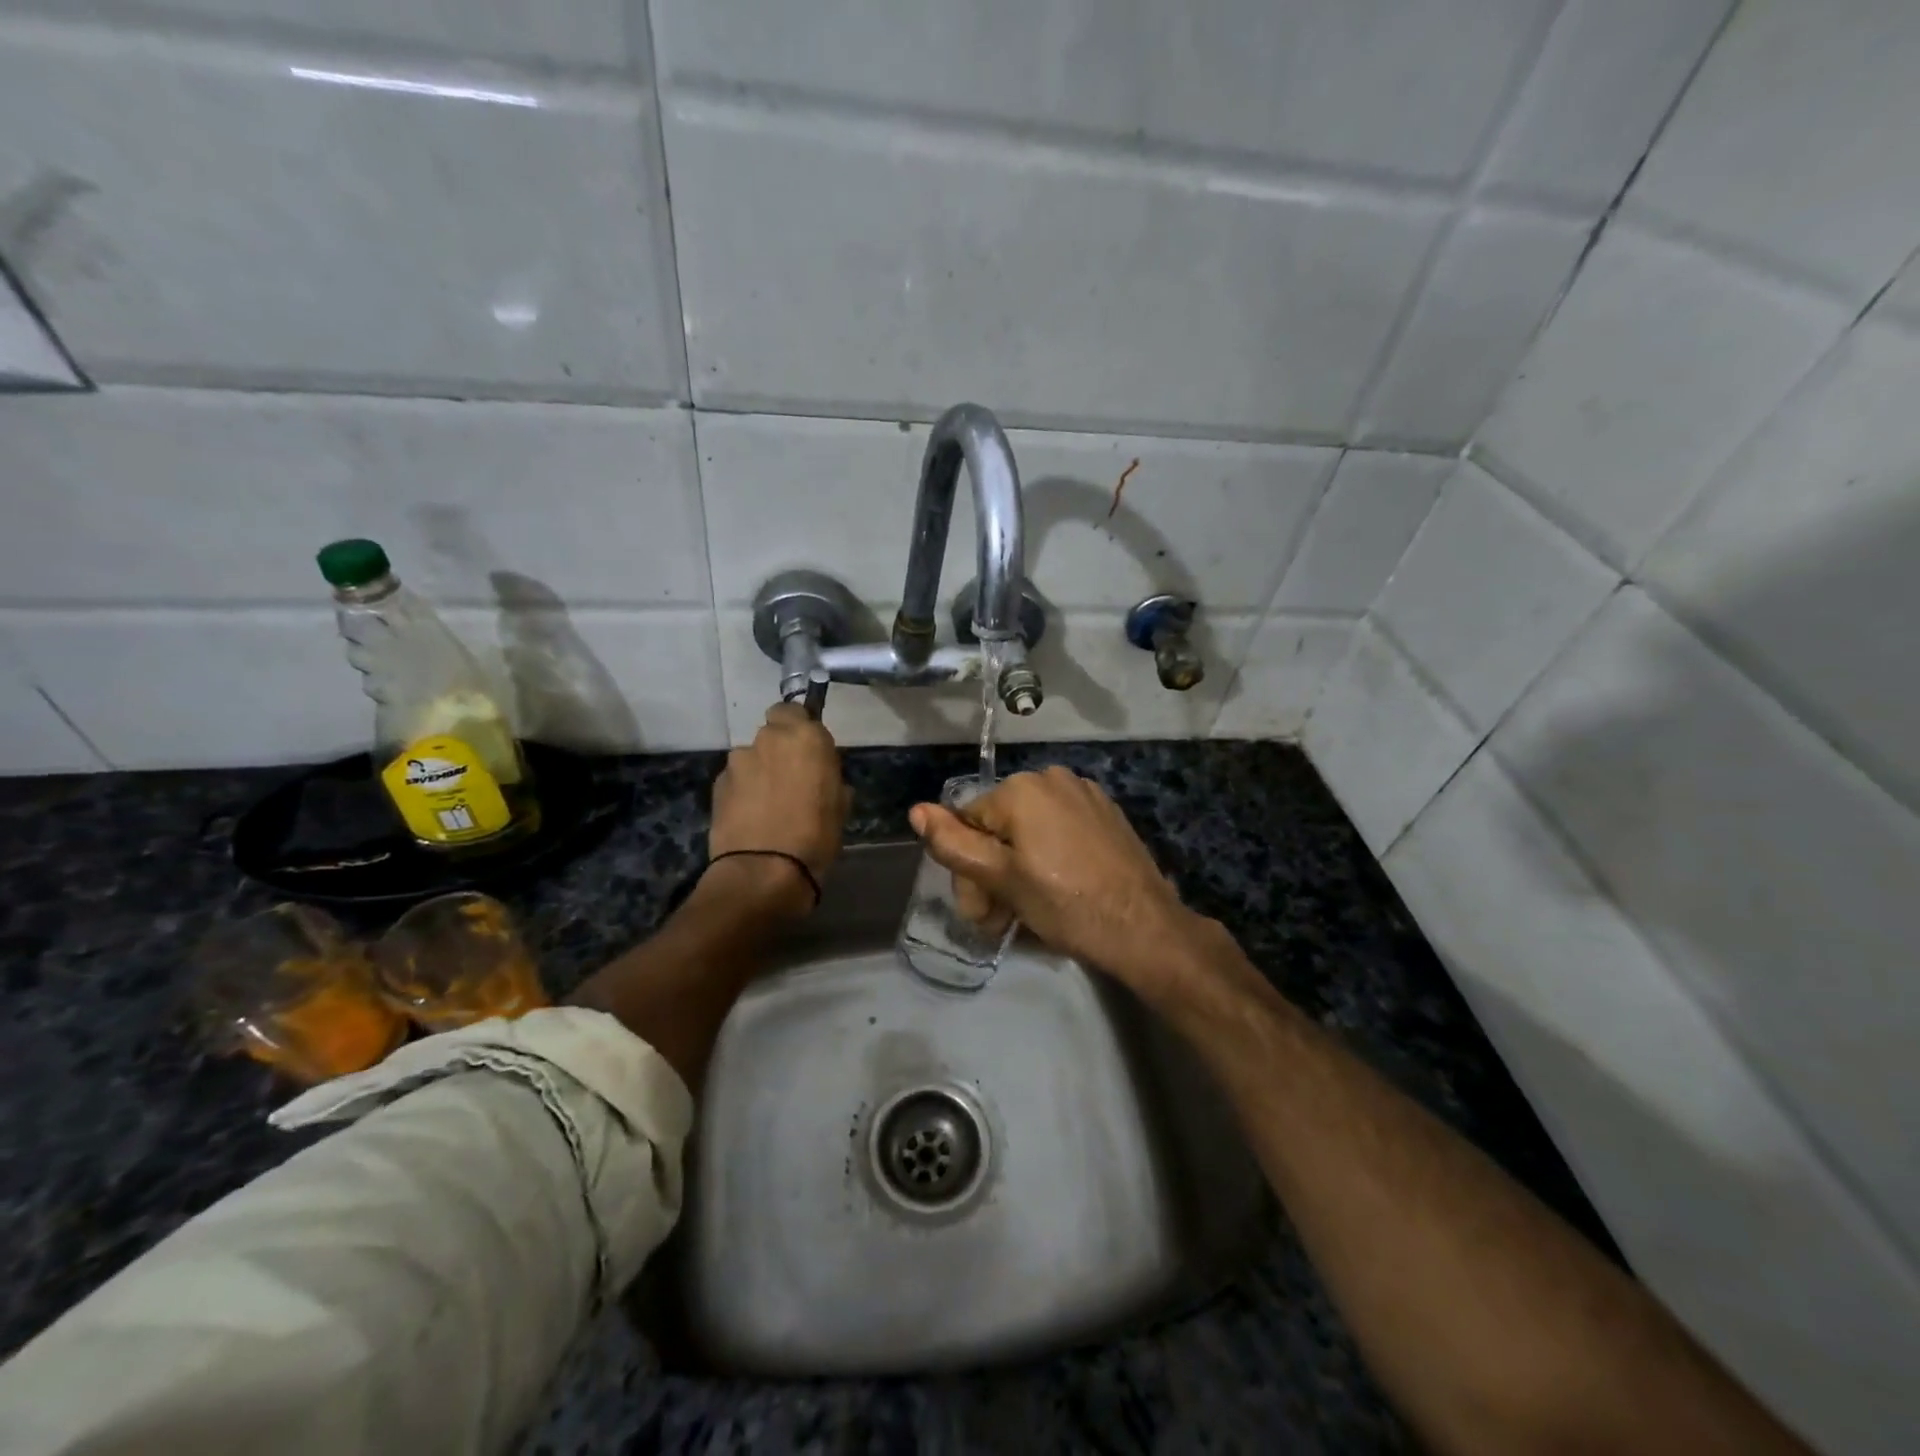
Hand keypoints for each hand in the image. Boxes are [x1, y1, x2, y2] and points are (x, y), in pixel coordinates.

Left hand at [709, 703, 850, 915]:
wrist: (764, 871)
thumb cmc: (816, 836)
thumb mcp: (840, 804)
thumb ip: (828, 776)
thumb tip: (819, 775)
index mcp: (805, 737)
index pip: (795, 710)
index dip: (799, 728)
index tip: (808, 750)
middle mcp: (768, 739)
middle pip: (771, 732)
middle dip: (779, 749)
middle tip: (791, 778)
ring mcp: (738, 761)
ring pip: (751, 757)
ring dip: (759, 771)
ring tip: (768, 803)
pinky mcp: (717, 785)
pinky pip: (736, 780)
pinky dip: (743, 791)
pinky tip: (751, 816)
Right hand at [908, 766, 1204, 995]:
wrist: (1144, 928)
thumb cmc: (1067, 904)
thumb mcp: (1002, 879)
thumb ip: (954, 845)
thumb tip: (916, 811)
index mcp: (1021, 789)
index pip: (968, 824)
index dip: (968, 872)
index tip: (983, 912)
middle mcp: (1051, 777)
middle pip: (999, 826)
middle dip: (992, 872)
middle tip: (1002, 919)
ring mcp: (1084, 793)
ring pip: (1029, 829)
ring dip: (1019, 867)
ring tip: (1030, 909)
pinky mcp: (1106, 813)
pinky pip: (1059, 829)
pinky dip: (1050, 856)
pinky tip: (1061, 889)